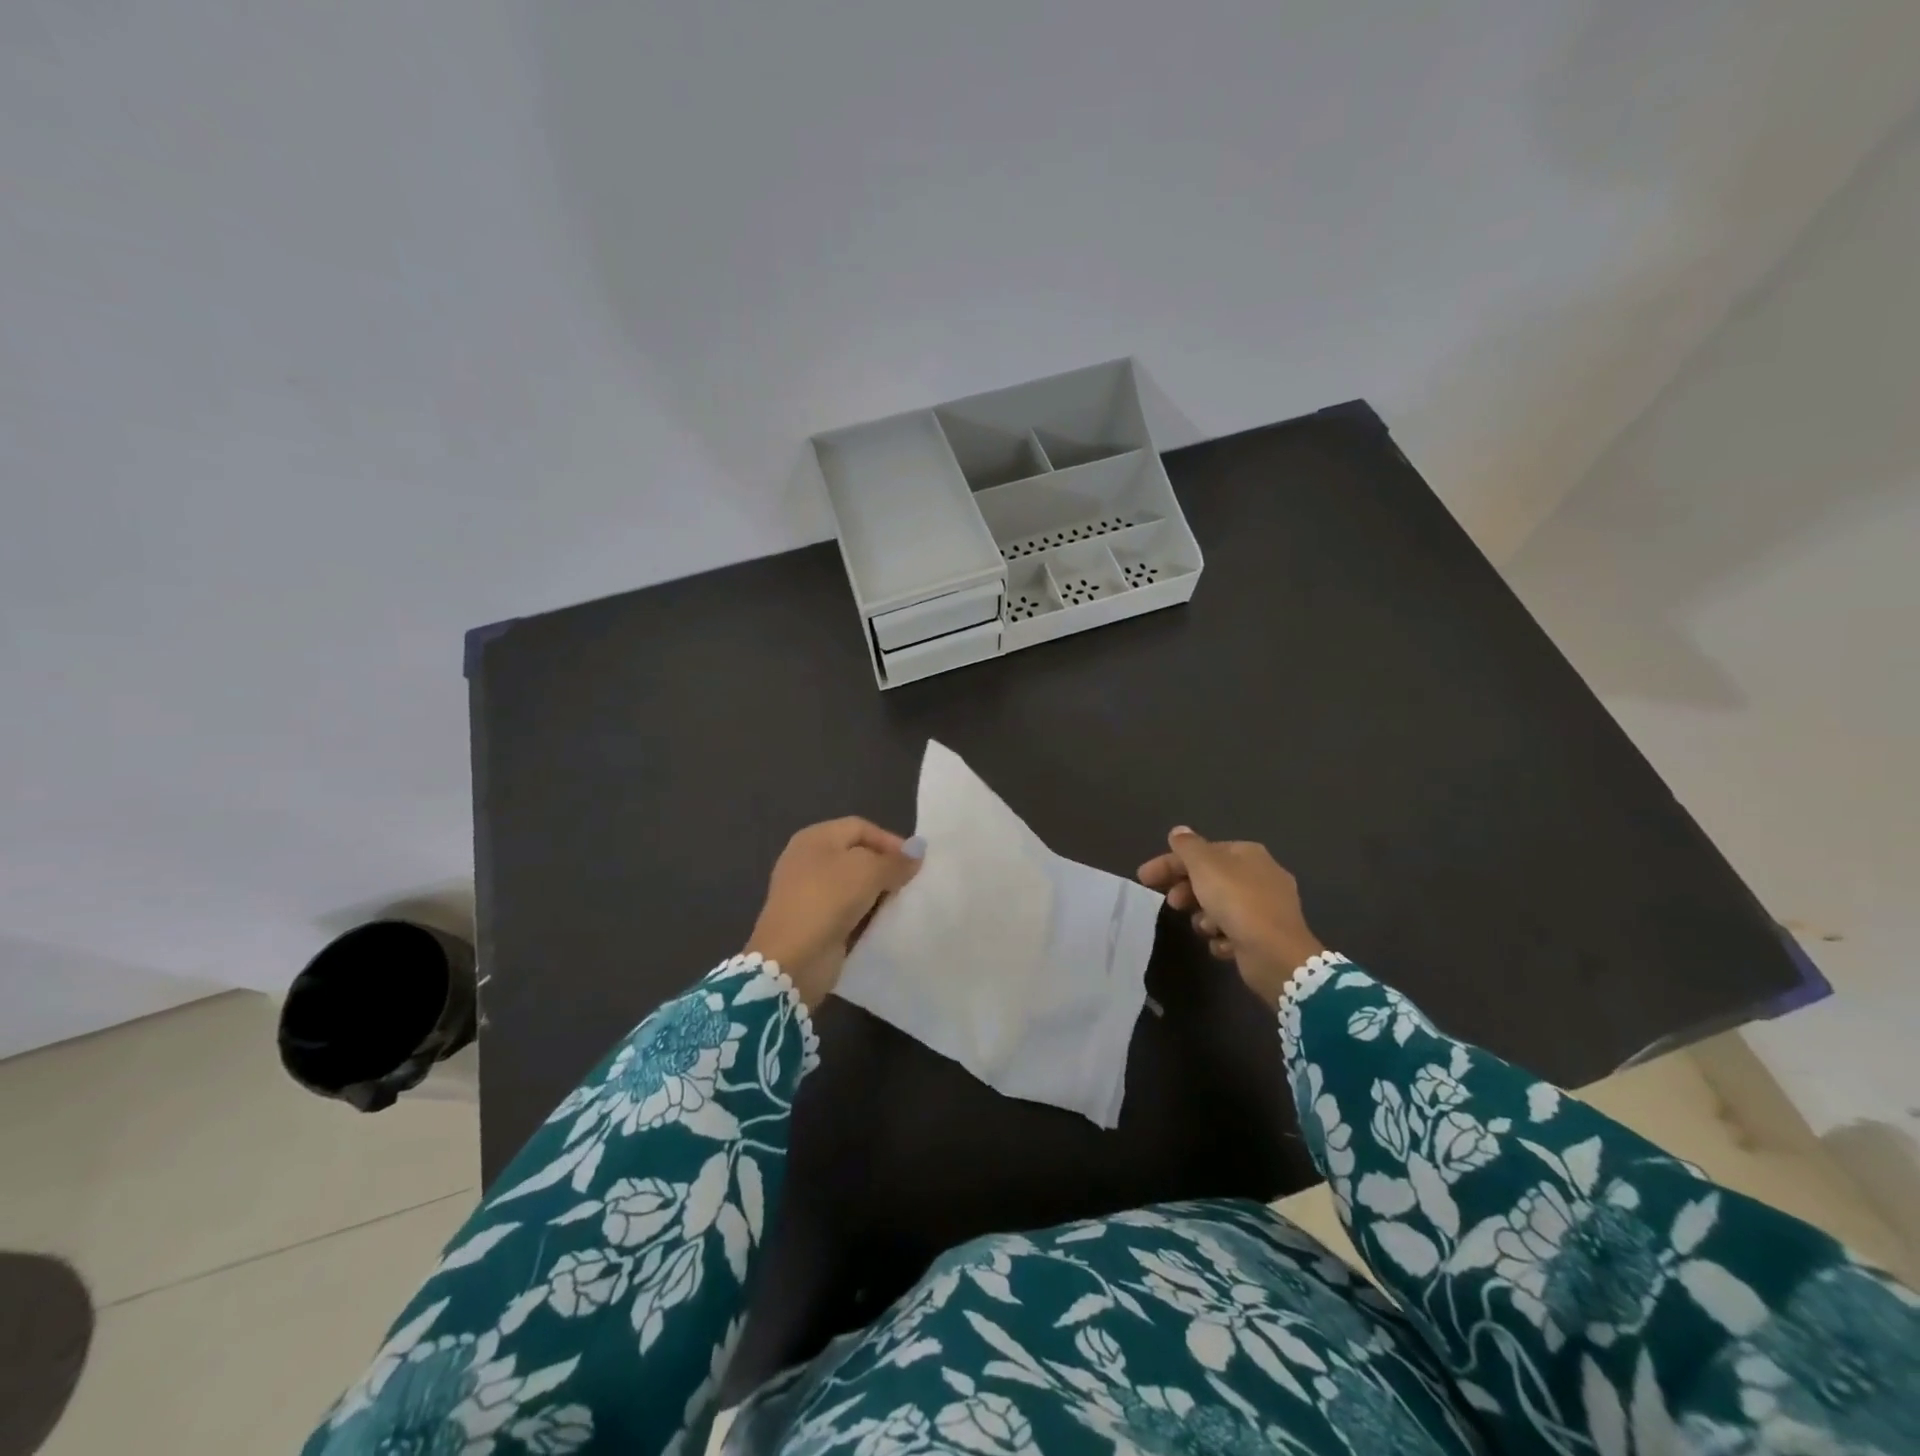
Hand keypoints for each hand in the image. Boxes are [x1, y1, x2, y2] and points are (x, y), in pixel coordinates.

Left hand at [745, 818, 924, 1008]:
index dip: (890, 841)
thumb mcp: (868, 872)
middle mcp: (809, 860)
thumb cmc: (828, 900)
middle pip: (857, 855)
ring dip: (878, 893)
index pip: (861, 827)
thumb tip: (917, 852)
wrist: (792, 958)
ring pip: (854, 885)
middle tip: (911, 884)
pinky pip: (847, 911)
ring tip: (902, 903)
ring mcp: (809, 892)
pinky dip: (866, 915)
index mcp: (815, 838)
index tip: (915, 863)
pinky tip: (884, 923)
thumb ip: (895, 861)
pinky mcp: (814, 921)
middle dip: (886, 868)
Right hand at [1138, 827, 1325, 1004]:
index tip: (1144, 878)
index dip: (1170, 862)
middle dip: (1187, 891)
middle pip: (1211, 879)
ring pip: (1221, 907)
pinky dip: (1223, 937)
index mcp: (1248, 854)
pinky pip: (1234, 931)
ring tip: (1205, 928)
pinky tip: (1222, 944)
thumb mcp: (1205, 866)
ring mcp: (1266, 908)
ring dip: (1205, 917)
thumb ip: (1187, 847)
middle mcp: (1261, 876)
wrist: (1276, 954)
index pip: (1202, 852)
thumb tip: (1179, 831)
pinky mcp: (1266, 936)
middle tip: (1172, 903)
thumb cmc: (1237, 902)